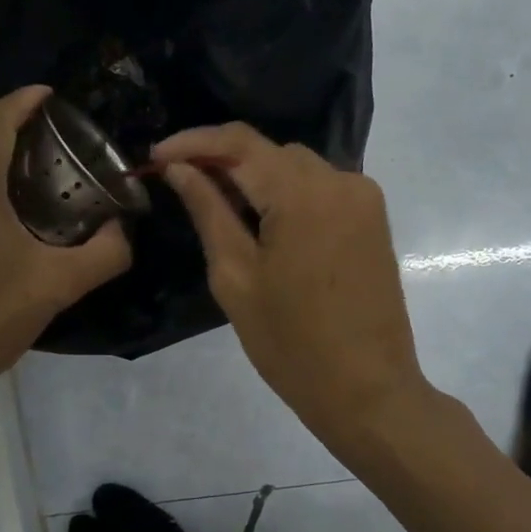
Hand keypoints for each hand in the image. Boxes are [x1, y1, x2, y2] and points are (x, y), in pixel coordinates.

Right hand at [153, 124, 431, 449]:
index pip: (240, 142)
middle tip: (182, 184)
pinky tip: (264, 220)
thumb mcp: (236, 278)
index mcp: (303, 194)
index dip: (193, 141)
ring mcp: (363, 197)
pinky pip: (321, 186)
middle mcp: (340, 181)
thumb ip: (208, 212)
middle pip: (270, 151)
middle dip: (223, 160)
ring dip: (256, 176)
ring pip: (296, 166)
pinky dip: (287, 192)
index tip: (157, 156)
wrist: (367, 390)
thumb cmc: (292, 344)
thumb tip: (180, 169)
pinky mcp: (373, 217)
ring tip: (219, 205)